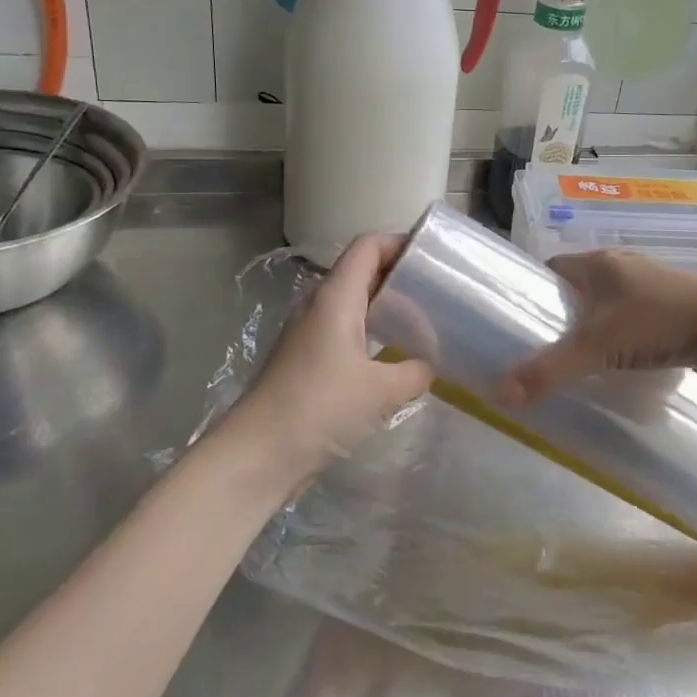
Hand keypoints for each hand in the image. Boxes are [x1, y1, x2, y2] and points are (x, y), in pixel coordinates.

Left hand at [230, 234, 433, 498]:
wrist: (258, 453)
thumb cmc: (320, 408)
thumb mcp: (381, 391)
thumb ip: (415, 372)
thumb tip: (429, 366)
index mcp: (336, 297)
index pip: (368, 246)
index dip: (400, 243)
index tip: (434, 258)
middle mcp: (319, 305)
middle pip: (361, 271)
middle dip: (400, 275)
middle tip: (438, 291)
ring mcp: (309, 332)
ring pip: (353, 303)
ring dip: (386, 306)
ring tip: (423, 322)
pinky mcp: (305, 359)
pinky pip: (345, 331)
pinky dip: (371, 333)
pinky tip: (393, 357)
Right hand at [498, 250, 696, 406]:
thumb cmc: (658, 322)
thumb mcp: (596, 346)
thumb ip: (549, 369)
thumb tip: (501, 395)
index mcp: (600, 262)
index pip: (552, 268)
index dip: (534, 291)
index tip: (520, 322)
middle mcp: (624, 266)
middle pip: (580, 287)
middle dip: (563, 314)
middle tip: (546, 347)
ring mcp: (652, 284)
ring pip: (609, 303)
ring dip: (594, 325)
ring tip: (579, 358)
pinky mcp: (674, 305)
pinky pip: (634, 317)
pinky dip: (622, 334)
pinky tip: (619, 359)